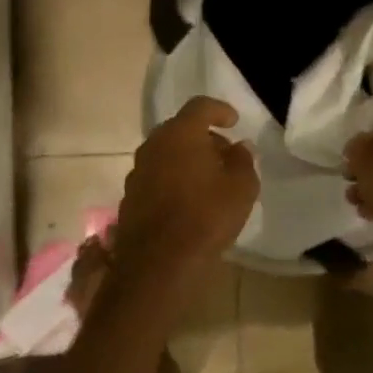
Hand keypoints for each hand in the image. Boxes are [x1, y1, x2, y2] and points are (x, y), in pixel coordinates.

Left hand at [113, 98, 257, 290]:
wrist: (159, 266)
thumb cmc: (207, 216)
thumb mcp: (242, 187)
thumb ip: (243, 160)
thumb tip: (240, 147)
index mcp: (181, 133)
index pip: (200, 106)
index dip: (220, 110)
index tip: (234, 122)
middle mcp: (154, 145)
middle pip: (180, 129)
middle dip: (203, 137)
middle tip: (224, 154)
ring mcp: (137, 171)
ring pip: (166, 153)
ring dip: (186, 159)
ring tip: (208, 180)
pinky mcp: (129, 197)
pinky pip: (155, 176)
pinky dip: (172, 179)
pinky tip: (187, 201)